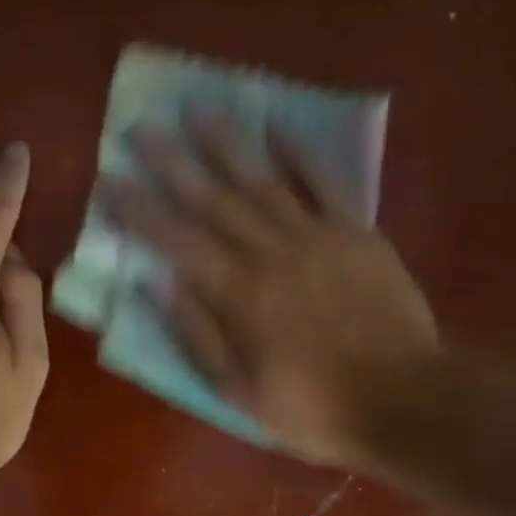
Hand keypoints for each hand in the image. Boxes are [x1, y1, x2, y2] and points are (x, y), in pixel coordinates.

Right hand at [98, 118, 440, 466]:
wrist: (407, 401)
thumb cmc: (313, 407)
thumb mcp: (239, 391)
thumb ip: (197, 334)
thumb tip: (158, 283)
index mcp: (237, 294)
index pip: (175, 241)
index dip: (138, 211)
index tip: (109, 182)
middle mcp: (269, 253)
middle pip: (212, 199)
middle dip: (172, 162)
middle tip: (142, 127)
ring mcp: (316, 237)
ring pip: (261, 180)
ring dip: (226, 143)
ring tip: (199, 108)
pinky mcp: (356, 233)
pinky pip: (324, 184)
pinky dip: (300, 154)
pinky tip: (276, 126)